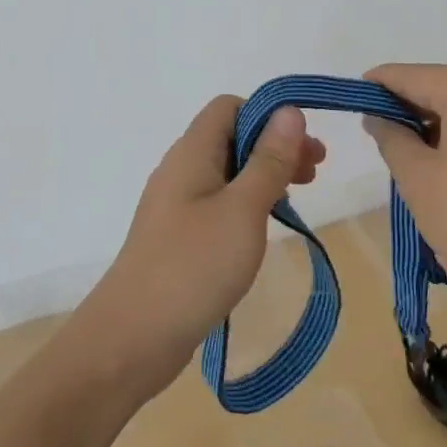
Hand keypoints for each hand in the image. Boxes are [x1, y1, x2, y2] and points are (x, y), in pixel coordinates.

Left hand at [76, 96, 325, 401]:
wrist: (132, 338)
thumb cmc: (194, 266)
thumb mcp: (243, 210)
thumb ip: (268, 160)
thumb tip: (289, 111)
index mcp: (191, 153)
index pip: (229, 107)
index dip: (268, 117)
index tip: (302, 147)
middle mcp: (180, 170)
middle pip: (230, 138)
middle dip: (274, 147)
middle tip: (314, 173)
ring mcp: (175, 206)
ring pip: (226, 173)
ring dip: (263, 176)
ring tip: (297, 197)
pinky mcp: (177, 237)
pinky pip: (217, 203)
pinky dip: (246, 203)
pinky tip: (263, 227)